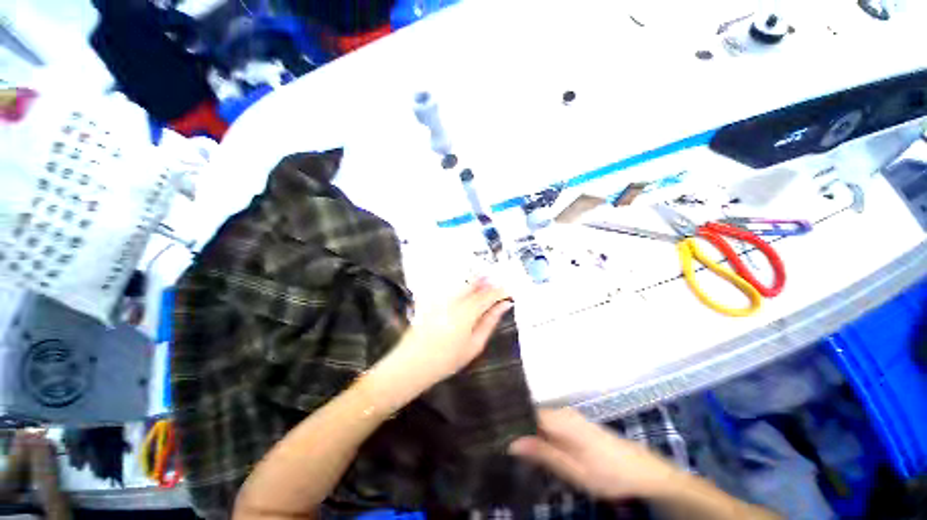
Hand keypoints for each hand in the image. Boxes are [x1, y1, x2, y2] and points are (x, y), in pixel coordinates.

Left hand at [388, 278, 511, 385]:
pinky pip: (451, 285)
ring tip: (484, 290)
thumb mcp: (474, 345)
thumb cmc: (447, 359)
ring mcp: (441, 296)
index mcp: (467, 311)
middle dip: (488, 281)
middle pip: (475, 281)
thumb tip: (504, 306)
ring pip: (463, 280)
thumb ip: (490, 321)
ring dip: (476, 282)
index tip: (509, 292)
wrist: (413, 363)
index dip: (501, 291)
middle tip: (497, 289)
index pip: (489, 294)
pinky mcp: (432, 296)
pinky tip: (465, 294)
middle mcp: (454, 298)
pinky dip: (462, 286)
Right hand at [509, 408, 684, 500]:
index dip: (510, 420)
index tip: (495, 430)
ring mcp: (569, 415)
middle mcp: (562, 411)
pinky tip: (534, 444)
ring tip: (511, 442)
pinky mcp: (574, 423)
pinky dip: (539, 432)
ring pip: (540, 418)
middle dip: (517, 425)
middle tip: (501, 441)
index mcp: (560, 419)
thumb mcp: (573, 469)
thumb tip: (511, 442)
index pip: (526, 411)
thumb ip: (542, 453)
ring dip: (528, 430)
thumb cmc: (607, 472)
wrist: (641, 471)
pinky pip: (549, 423)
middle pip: (531, 413)